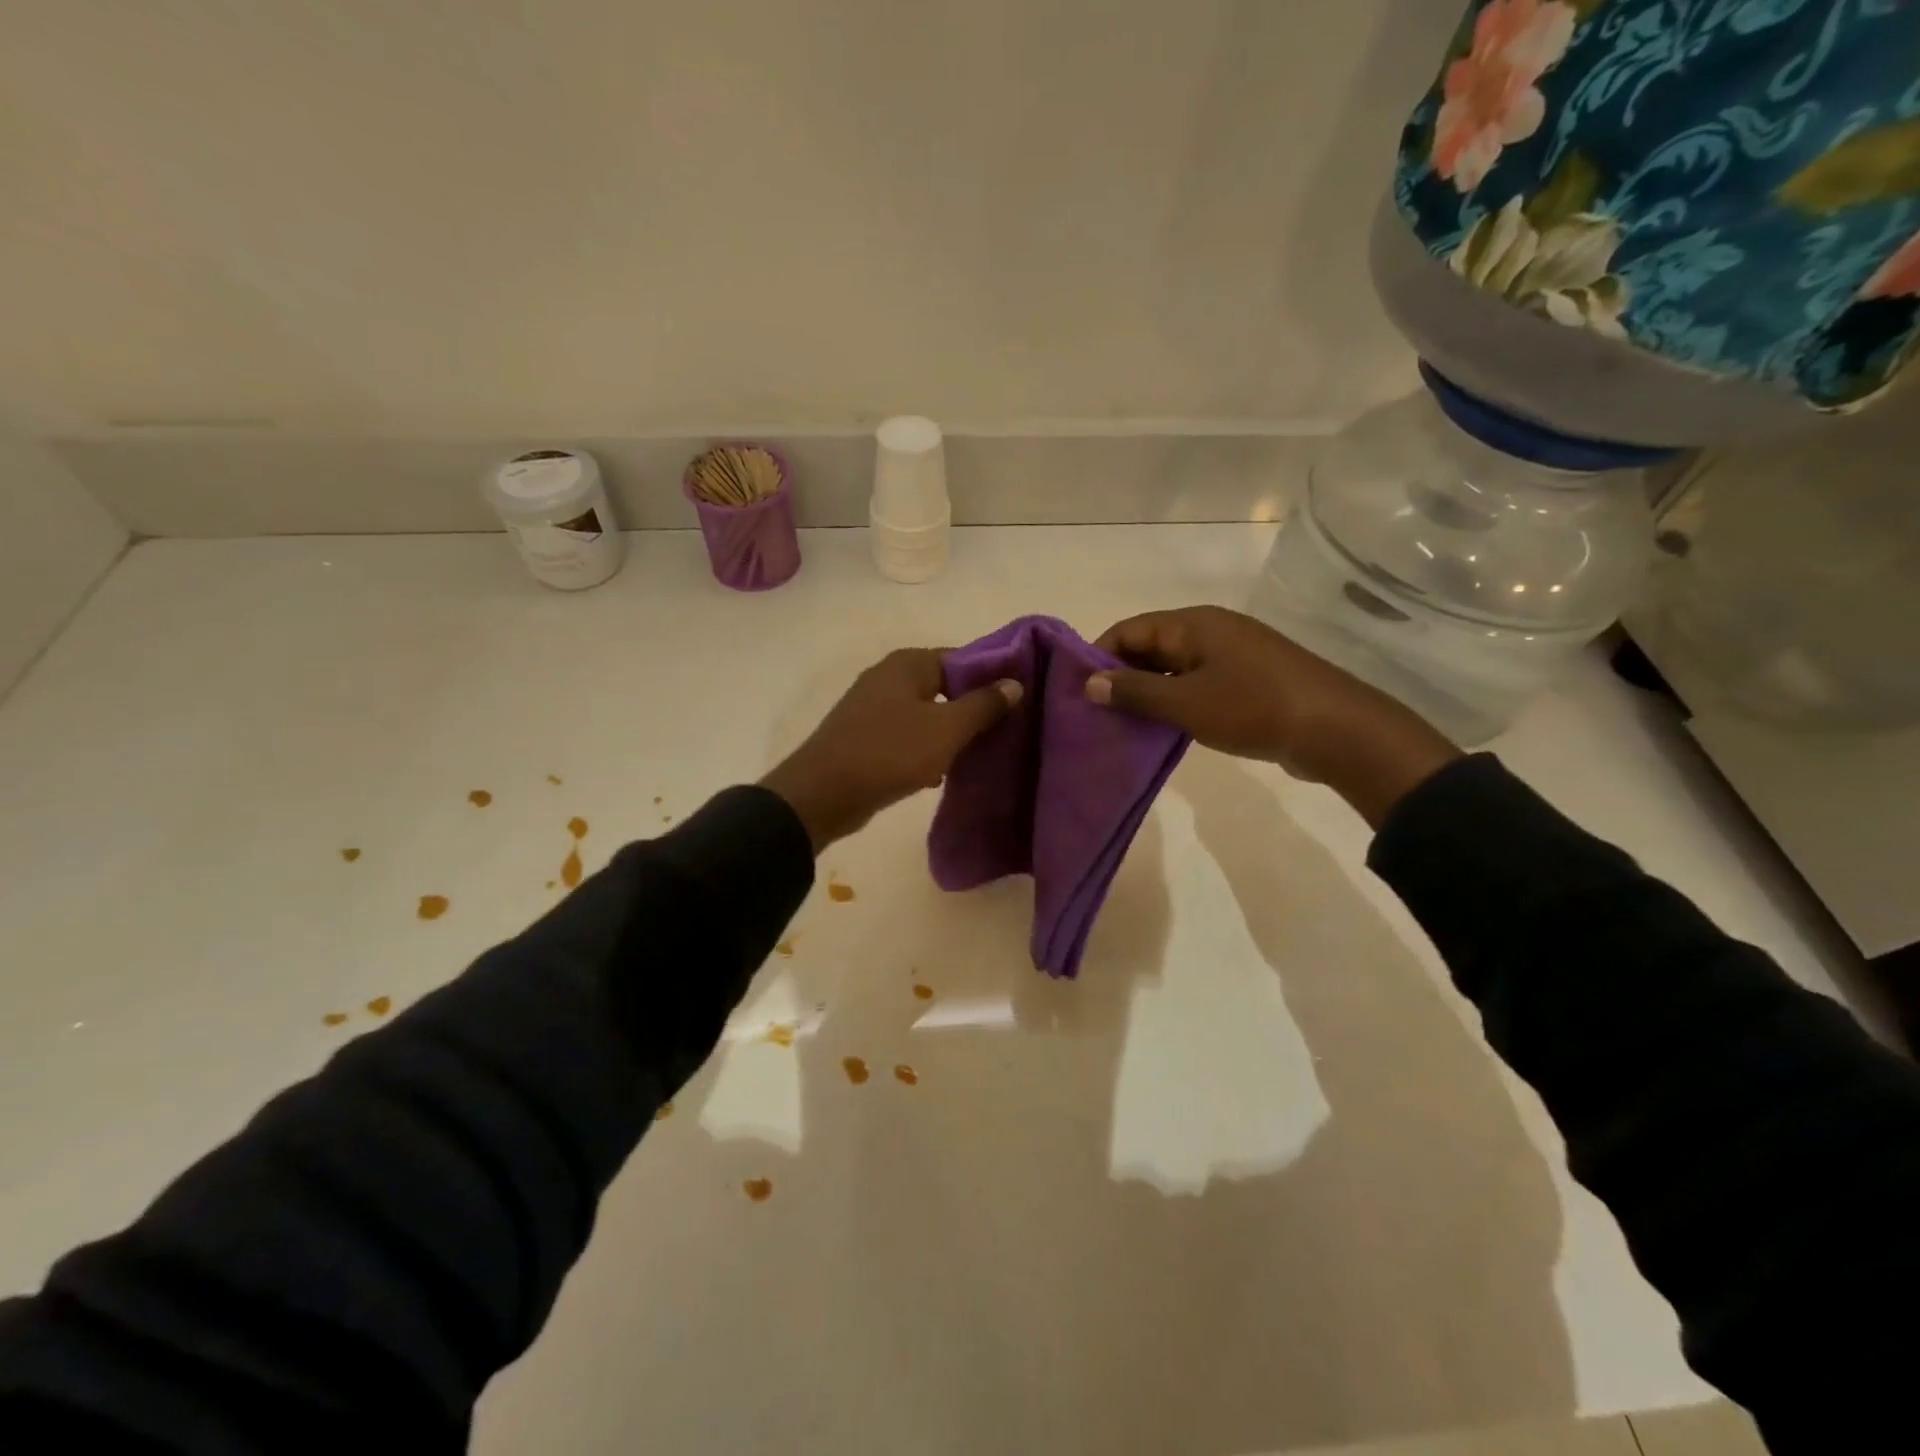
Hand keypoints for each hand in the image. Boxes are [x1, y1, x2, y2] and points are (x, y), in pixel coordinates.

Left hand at [761, 649, 1021, 851]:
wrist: (823, 794)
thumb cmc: (890, 752)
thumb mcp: (946, 729)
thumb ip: (983, 704)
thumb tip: (1014, 683)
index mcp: (909, 664)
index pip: (963, 658)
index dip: (992, 677)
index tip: (1018, 701)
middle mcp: (889, 677)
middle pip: (945, 687)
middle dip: (972, 710)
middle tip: (1003, 732)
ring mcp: (873, 707)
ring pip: (926, 715)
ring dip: (949, 735)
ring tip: (977, 756)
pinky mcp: (866, 737)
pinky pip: (907, 737)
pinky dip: (924, 751)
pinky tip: (939, 774)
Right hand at [1085, 606, 1459, 826]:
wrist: (1335, 730)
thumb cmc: (1253, 707)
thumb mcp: (1185, 702)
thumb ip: (1134, 692)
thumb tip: (1089, 683)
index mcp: (1193, 624)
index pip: (1129, 629)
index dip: (1099, 656)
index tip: (1077, 691)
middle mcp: (1210, 630)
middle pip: (1150, 646)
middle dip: (1121, 676)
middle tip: (1096, 713)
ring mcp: (1231, 655)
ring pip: (1173, 667)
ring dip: (1148, 692)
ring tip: (1121, 724)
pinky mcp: (1247, 680)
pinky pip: (1196, 683)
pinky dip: (1175, 701)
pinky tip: (1162, 728)